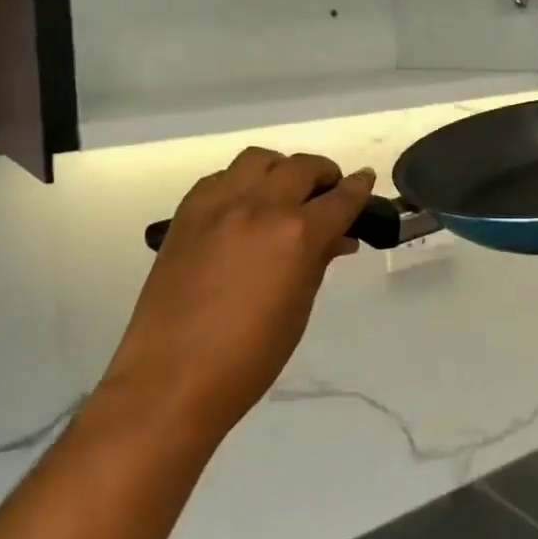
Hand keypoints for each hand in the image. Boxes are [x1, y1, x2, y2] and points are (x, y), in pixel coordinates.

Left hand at [98, 148, 374, 444]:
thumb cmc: (249, 357)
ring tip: (283, 192)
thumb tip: (336, 238)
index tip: (365, 181)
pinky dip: (240, 183)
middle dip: (323, 175)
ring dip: (280, 170)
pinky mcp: (187, 213)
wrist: (172, 378)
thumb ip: (318, 262)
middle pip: (301, 168)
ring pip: (258, 160)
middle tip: (328, 192)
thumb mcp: (298, 309)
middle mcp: (259, 207)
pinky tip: (242, 208)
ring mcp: (218, 205)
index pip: (339, 199)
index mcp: (296, 235)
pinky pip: (221, 178)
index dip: (358, 189)